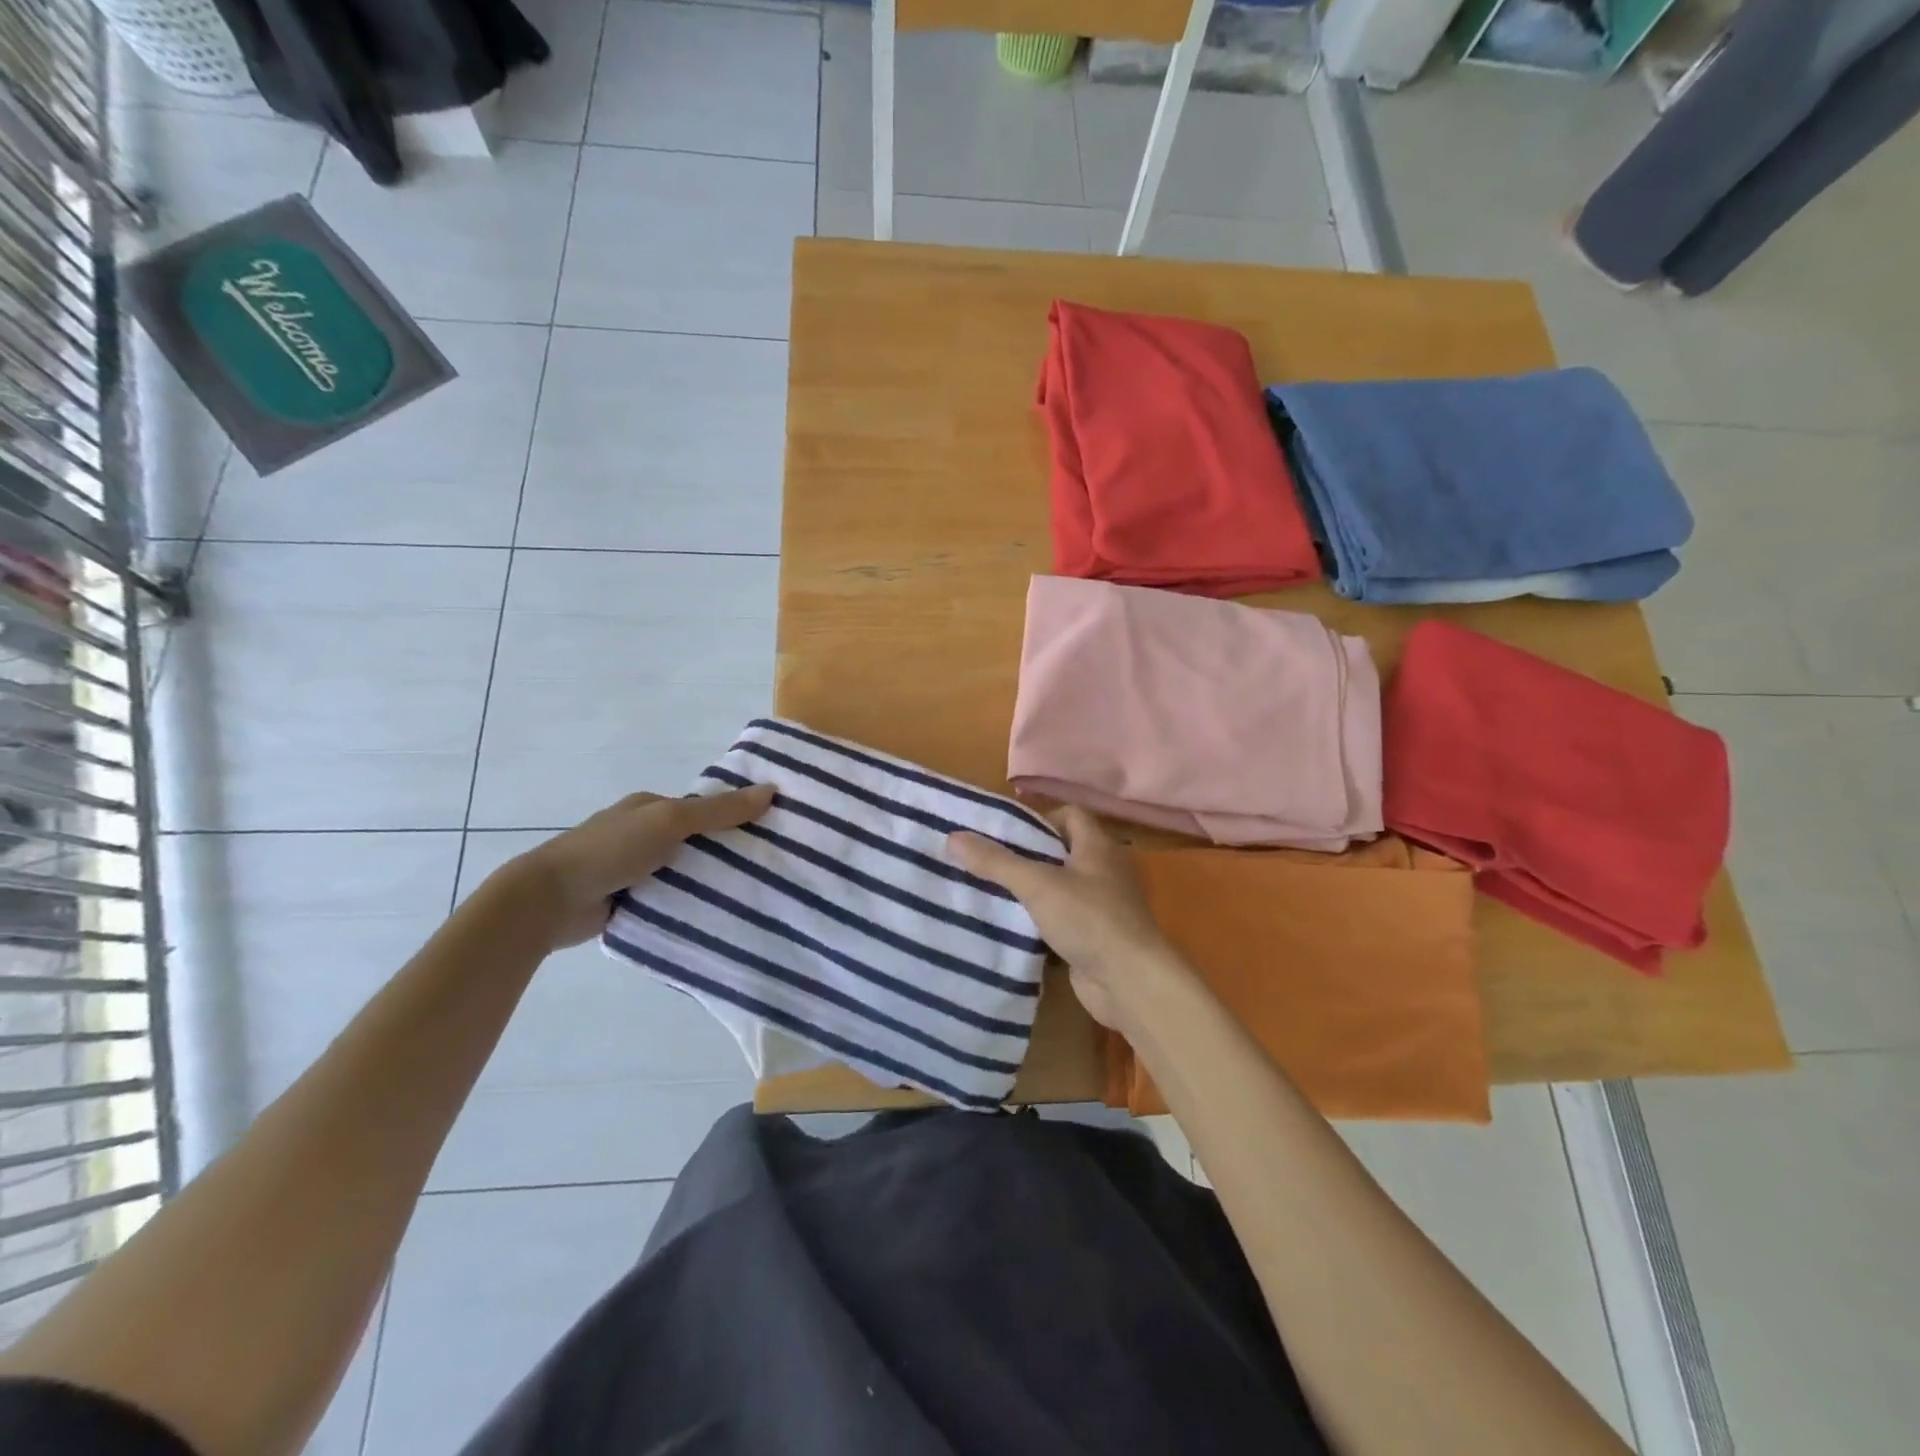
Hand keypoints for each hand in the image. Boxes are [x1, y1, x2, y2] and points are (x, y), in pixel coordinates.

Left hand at [514, 785, 774, 948]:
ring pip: (682, 872)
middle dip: (724, 851)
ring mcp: (631, 869)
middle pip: (694, 840)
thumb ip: (718, 811)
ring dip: (706, 881)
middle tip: (769, 867)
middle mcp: (641, 834)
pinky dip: (686, 905)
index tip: (770, 829)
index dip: (733, 814)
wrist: (549, 900)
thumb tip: (770, 789)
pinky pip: (667, 899)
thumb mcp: (670, 821)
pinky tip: (716, 915)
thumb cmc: (611, 849)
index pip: (701, 807)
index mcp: (648, 807)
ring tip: (752, 894)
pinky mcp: (626, 901)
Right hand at [946, 806, 1187, 1029]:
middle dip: (1026, 856)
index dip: (1038, 818)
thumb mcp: (1037, 884)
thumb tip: (954, 837)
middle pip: (1061, 851)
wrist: (1131, 982)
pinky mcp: (1095, 937)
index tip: (1006, 834)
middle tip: (988, 862)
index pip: (1069, 815)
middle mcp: (1104, 870)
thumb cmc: (1088, 919)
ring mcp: (1102, 906)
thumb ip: (996, 862)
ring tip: (991, 893)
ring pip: (1059, 889)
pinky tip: (1012, 929)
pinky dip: (1040, 922)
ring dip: (1031, 892)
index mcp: (1098, 846)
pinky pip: (1062, 921)